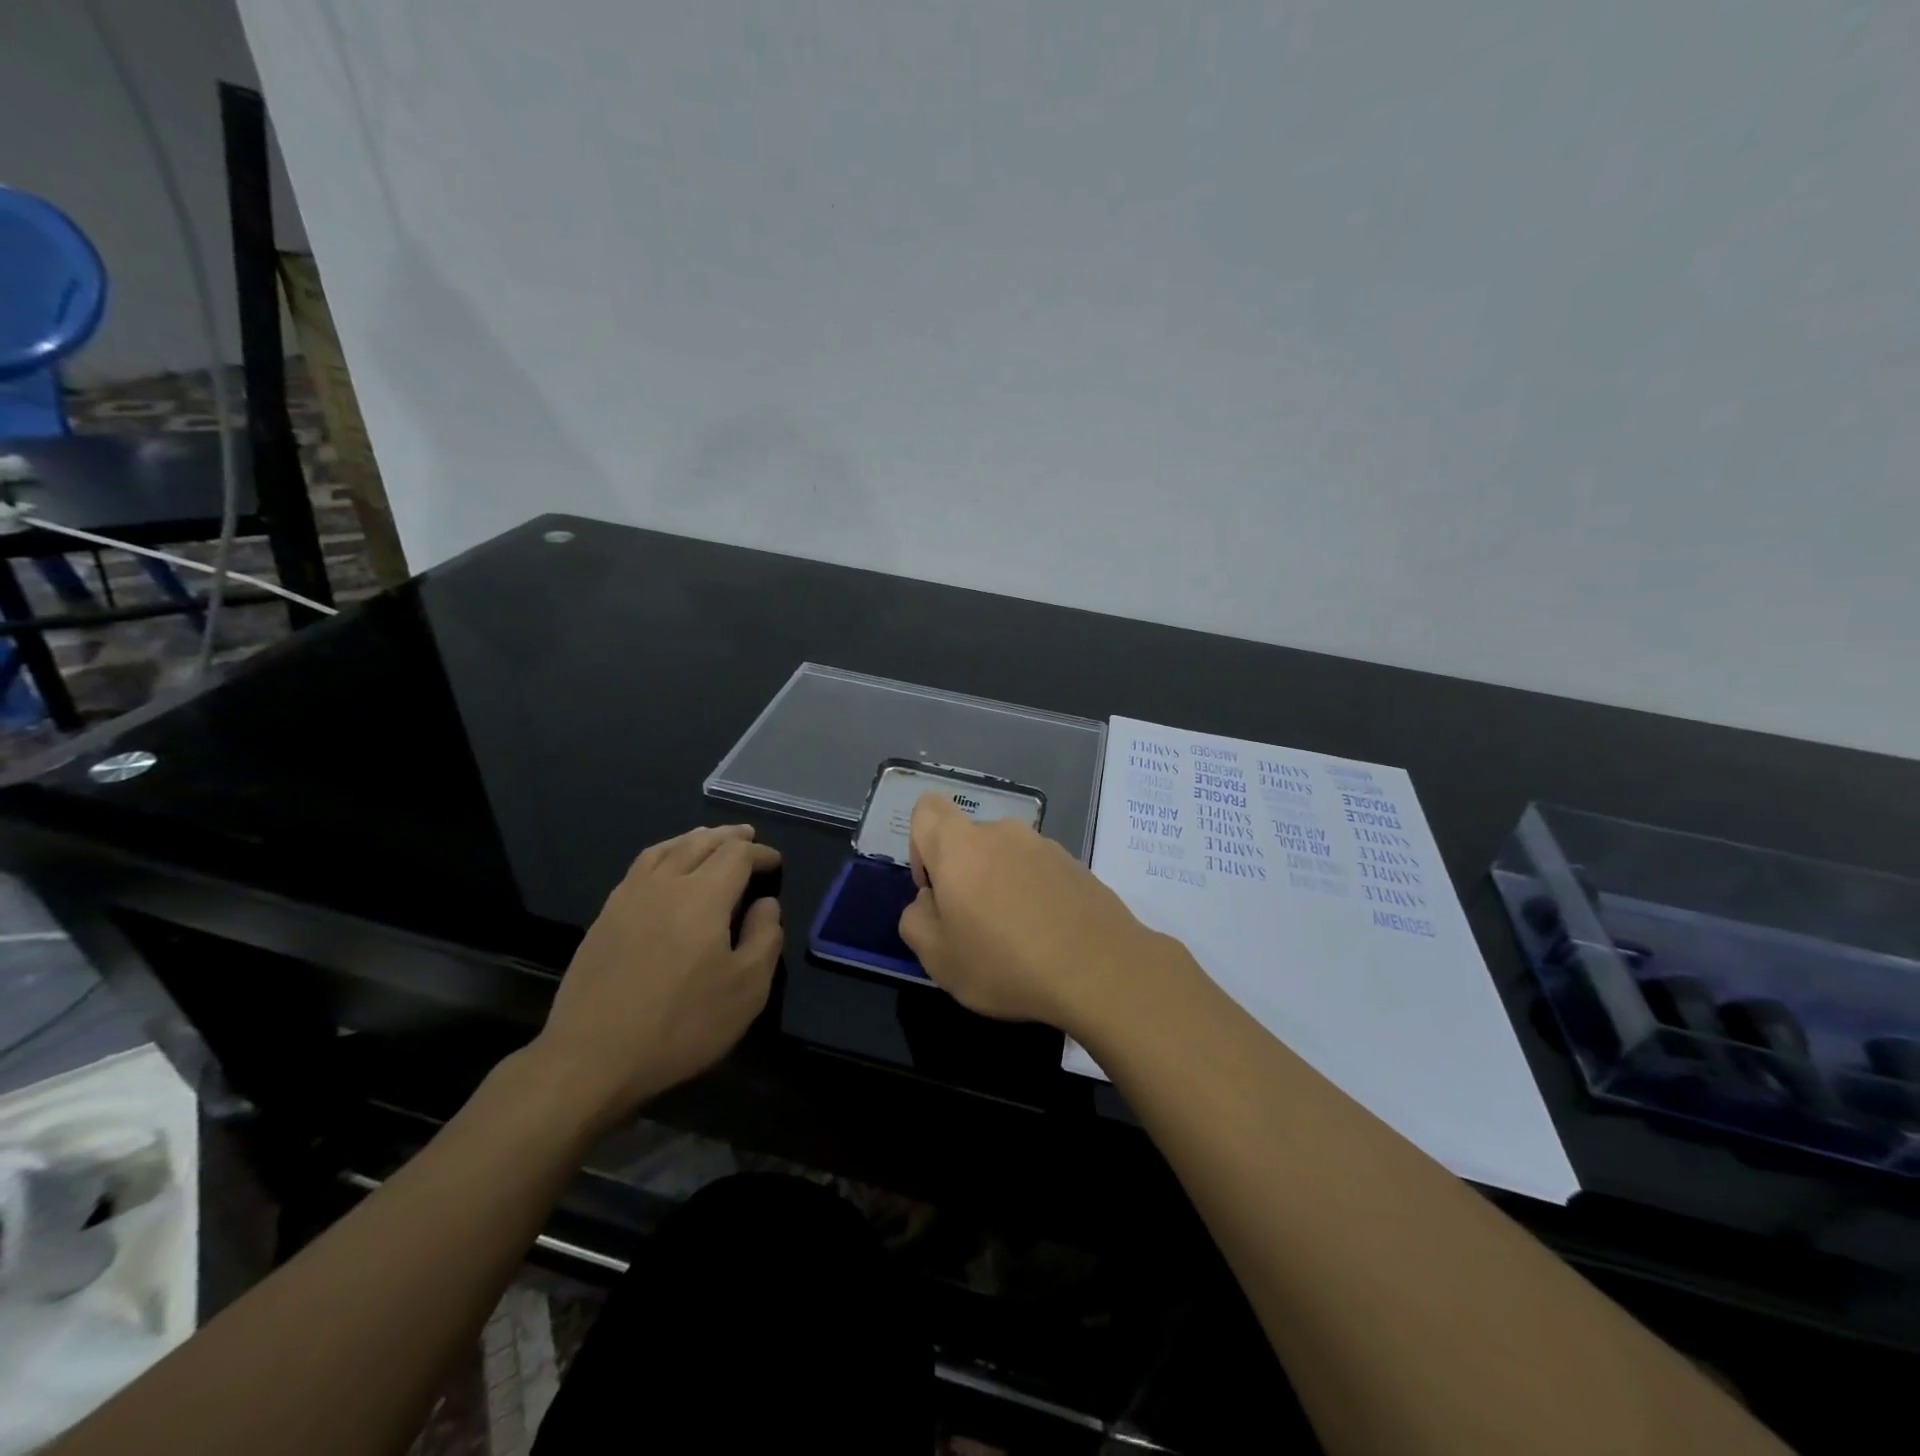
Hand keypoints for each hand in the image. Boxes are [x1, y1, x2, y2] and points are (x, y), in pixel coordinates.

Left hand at [524, 825, 781, 1131]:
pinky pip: (640, 867)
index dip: (760, 853)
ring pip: (666, 849)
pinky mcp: (605, 917)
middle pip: (701, 842)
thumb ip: (764, 938)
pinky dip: (663, 854)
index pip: (737, 855)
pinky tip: (664, 868)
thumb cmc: (681, 1025)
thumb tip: (766, 904)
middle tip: (747, 836)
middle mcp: (666, 884)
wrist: (592, 1058)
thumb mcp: (746, 990)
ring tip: (708, 838)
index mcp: (704, 896)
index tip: (775, 862)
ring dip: (693, 839)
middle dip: (729, 837)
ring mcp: (629, 898)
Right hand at [898, 793, 1178, 1028]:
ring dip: (1000, 885)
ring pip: (1005, 857)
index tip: (935, 889)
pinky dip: (1034, 894)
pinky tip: (1047, 937)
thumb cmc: (1006, 963)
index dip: (920, 846)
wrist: (1101, 970)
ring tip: (1016, 938)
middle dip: (963, 875)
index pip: (927, 810)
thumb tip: (928, 902)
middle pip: (968, 840)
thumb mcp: (938, 959)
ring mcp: (1044, 845)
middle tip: (974, 927)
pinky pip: (1038, 871)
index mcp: (960, 846)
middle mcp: (1002, 833)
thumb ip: (915, 922)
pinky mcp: (1075, 864)